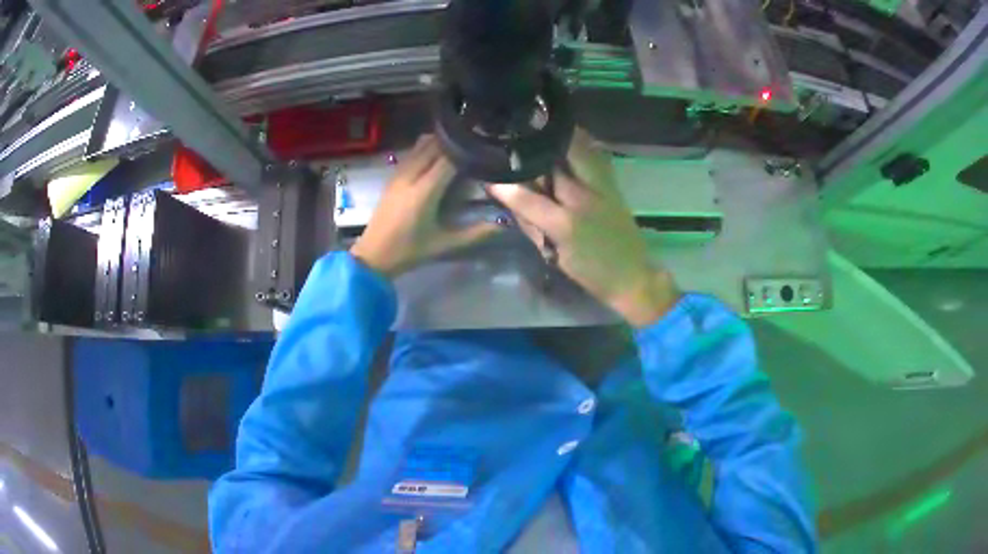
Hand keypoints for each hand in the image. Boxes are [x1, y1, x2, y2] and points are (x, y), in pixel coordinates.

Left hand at [351, 135, 499, 277]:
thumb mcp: (444, 244)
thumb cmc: (409, 251)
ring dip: (440, 141)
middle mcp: (410, 177)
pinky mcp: (392, 177)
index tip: (484, 147)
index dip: (466, 150)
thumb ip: (474, 233)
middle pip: (433, 146)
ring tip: (460, 143)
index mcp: (423, 192)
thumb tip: (503, 225)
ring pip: (420, 146)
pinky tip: (438, 153)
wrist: (372, 256)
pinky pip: (411, 153)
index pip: (448, 159)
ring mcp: (398, 175)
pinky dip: (426, 147)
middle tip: (476, 140)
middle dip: (454, 141)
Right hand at [487, 130, 678, 326]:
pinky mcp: (614, 185)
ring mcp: (602, 188)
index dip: (504, 186)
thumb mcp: (554, 255)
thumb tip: (512, 201)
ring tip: (537, 122)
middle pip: (551, 164)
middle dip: (530, 149)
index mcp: (565, 224)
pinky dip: (580, 142)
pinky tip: (566, 133)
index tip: (487, 174)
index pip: (527, 199)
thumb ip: (532, 226)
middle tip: (512, 136)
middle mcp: (583, 199)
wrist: (632, 275)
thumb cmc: (590, 272)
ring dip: (557, 136)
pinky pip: (595, 155)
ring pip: (577, 150)